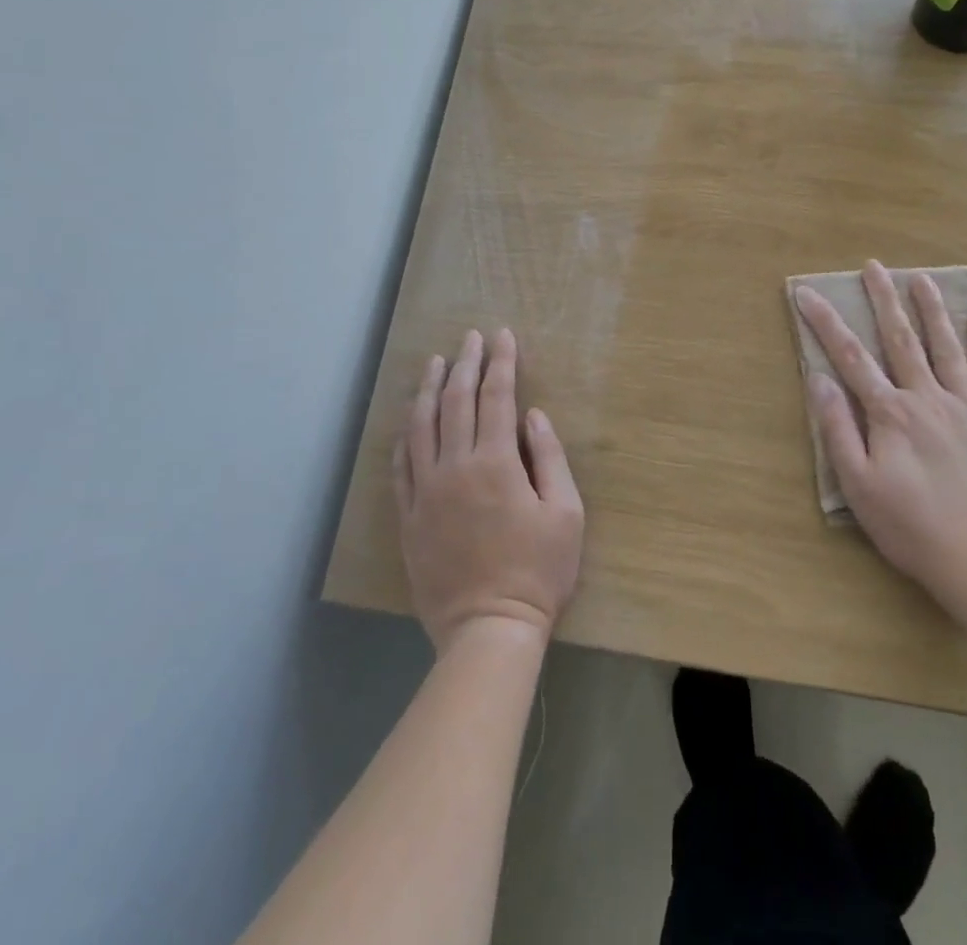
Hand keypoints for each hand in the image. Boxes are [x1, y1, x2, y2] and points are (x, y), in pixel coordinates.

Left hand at [395, 328, 583, 651]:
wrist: (488, 630)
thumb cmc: (538, 571)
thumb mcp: (565, 513)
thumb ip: (549, 458)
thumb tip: (533, 416)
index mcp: (495, 463)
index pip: (497, 397)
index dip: (501, 363)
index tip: (503, 336)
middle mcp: (454, 468)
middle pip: (456, 402)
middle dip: (466, 364)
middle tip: (471, 337)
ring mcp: (425, 492)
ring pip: (421, 427)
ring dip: (429, 389)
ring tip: (435, 363)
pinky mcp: (408, 517)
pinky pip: (401, 466)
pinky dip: (405, 436)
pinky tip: (409, 421)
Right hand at [795, 262, 966, 603]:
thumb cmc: (910, 526)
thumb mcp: (857, 484)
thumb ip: (837, 428)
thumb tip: (819, 378)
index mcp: (890, 412)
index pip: (850, 357)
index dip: (825, 322)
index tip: (807, 293)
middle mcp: (928, 398)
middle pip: (902, 339)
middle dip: (884, 300)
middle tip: (874, 266)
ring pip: (948, 349)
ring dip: (933, 311)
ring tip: (921, 279)